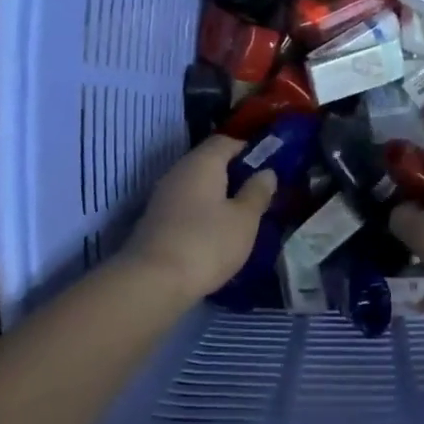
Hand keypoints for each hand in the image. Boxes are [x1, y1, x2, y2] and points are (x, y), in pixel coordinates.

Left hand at [124, 137, 276, 302]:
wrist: (153, 282)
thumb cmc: (207, 243)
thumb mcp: (244, 219)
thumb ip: (257, 192)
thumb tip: (267, 172)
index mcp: (202, 162)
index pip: (226, 141)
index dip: (249, 148)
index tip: (271, 164)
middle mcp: (179, 171)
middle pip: (210, 162)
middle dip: (235, 173)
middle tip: (260, 192)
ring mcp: (164, 196)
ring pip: (198, 185)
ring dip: (220, 195)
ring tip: (243, 214)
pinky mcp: (157, 221)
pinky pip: (187, 205)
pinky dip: (204, 212)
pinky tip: (218, 231)